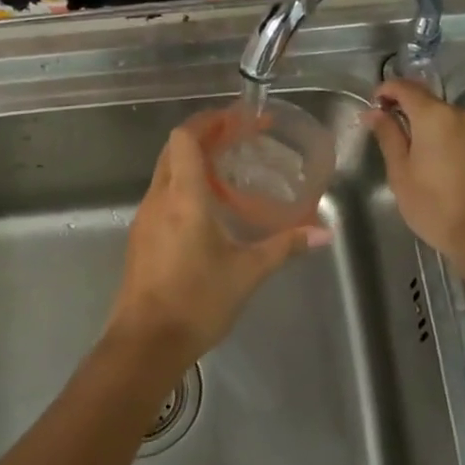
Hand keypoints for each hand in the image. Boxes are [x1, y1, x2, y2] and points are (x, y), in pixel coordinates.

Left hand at [107, 124, 328, 367]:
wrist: (145, 344)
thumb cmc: (197, 301)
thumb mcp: (247, 272)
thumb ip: (285, 246)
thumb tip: (324, 233)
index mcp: (183, 197)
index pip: (185, 138)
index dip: (209, 122)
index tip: (238, 120)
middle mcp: (158, 199)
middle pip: (174, 150)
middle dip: (204, 137)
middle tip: (238, 139)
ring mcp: (144, 219)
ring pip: (165, 173)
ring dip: (192, 163)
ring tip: (228, 170)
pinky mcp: (140, 239)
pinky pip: (161, 197)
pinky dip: (183, 187)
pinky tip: (207, 209)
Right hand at [365, 79, 464, 260]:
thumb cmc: (435, 206)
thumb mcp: (401, 173)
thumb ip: (388, 136)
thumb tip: (374, 112)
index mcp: (436, 116)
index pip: (405, 88)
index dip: (386, 90)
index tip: (374, 104)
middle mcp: (464, 113)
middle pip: (429, 102)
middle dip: (409, 112)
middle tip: (392, 135)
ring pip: (448, 119)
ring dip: (431, 128)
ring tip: (419, 156)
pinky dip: (450, 139)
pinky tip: (443, 164)